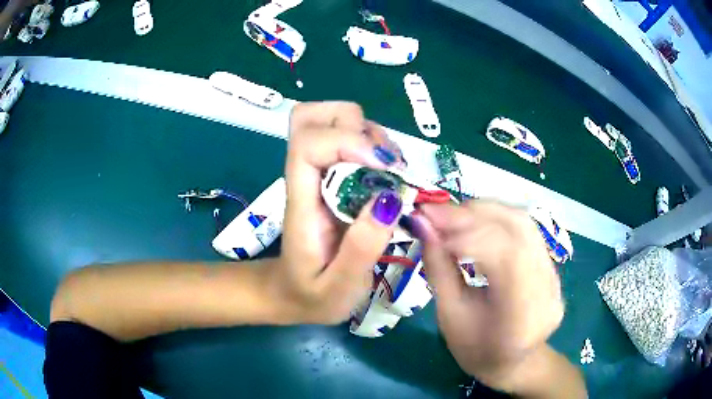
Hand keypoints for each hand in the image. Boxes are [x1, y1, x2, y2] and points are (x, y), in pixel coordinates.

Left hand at [273, 102, 405, 323]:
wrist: (291, 295)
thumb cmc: (312, 295)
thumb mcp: (339, 287)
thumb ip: (361, 249)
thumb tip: (389, 199)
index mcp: (301, 201)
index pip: (307, 143)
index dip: (346, 141)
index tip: (384, 169)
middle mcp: (306, 177)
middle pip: (313, 117)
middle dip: (356, 125)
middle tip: (385, 163)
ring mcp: (318, 174)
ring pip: (334, 121)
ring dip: (370, 134)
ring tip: (393, 171)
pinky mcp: (332, 178)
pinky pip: (350, 139)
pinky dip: (373, 144)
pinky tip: (388, 175)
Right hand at [416, 201, 564, 390]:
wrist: (514, 363)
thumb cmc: (476, 350)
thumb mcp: (449, 315)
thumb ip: (438, 267)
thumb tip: (422, 224)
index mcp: (521, 316)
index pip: (506, 256)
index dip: (468, 233)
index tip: (430, 222)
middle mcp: (547, 291)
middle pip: (519, 230)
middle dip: (474, 213)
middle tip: (437, 212)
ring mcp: (555, 277)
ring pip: (524, 223)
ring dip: (485, 211)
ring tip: (453, 215)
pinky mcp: (553, 268)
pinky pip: (526, 231)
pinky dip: (497, 219)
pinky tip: (475, 223)